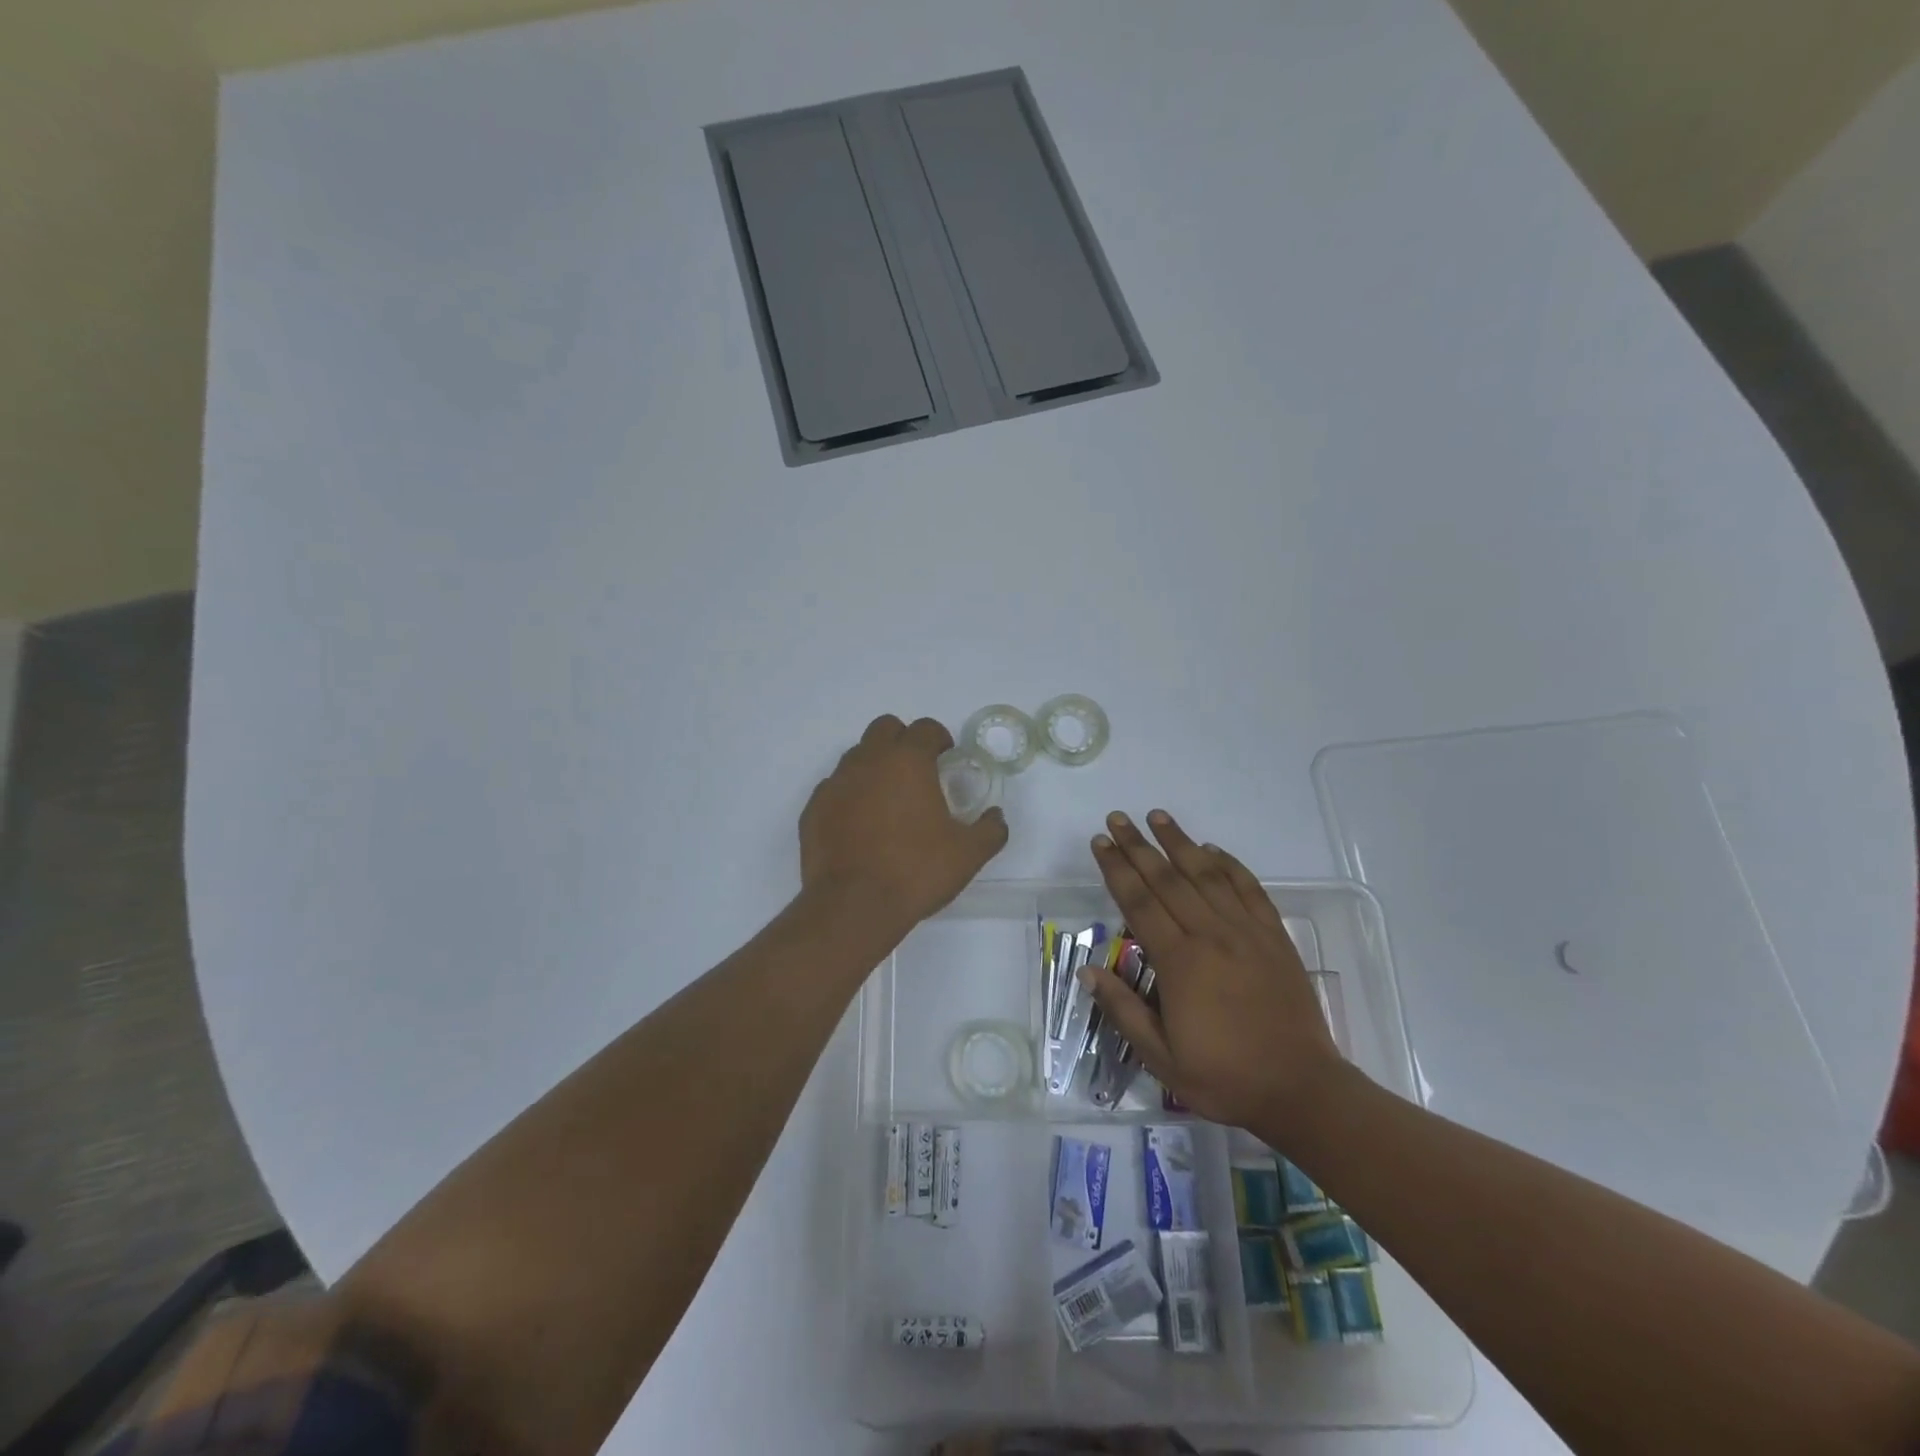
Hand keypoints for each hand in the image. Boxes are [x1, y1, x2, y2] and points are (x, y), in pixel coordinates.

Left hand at [800, 715, 1007, 934]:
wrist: (853, 906)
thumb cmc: (916, 871)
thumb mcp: (968, 854)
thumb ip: (990, 830)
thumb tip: (996, 817)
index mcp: (907, 761)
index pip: (925, 728)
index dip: (939, 738)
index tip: (946, 757)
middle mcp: (868, 761)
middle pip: (885, 728)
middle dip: (903, 740)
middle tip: (917, 771)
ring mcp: (836, 783)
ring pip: (856, 756)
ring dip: (875, 766)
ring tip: (888, 800)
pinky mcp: (814, 808)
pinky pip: (835, 787)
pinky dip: (850, 795)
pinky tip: (860, 824)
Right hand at [1085, 810, 1341, 1129]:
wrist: (1301, 1089)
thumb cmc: (1225, 1077)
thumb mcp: (1161, 1058)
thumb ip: (1123, 1010)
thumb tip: (1088, 970)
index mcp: (1180, 962)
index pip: (1139, 903)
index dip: (1117, 869)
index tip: (1100, 842)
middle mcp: (1211, 935)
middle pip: (1167, 879)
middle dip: (1138, 846)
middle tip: (1117, 818)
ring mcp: (1246, 933)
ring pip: (1207, 875)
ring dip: (1180, 843)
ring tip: (1158, 816)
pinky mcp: (1274, 938)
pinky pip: (1249, 890)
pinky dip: (1230, 865)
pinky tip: (1214, 850)